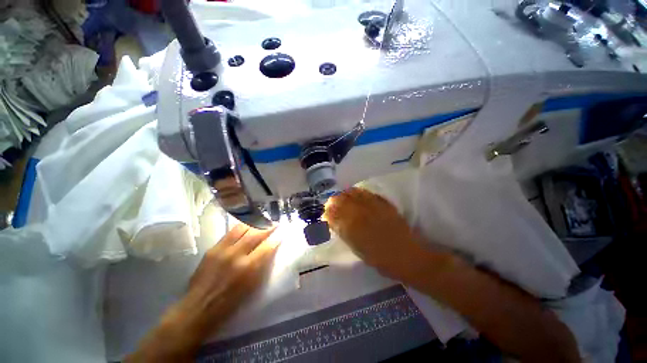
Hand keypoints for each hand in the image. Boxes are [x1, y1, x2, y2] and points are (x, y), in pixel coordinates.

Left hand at [128, 224, 279, 361]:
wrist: (198, 308)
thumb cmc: (229, 303)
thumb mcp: (252, 286)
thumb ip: (262, 265)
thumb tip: (270, 249)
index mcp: (248, 268)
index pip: (268, 246)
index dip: (277, 237)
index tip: (283, 230)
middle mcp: (236, 255)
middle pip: (256, 233)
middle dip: (268, 226)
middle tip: (275, 223)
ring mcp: (223, 250)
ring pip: (243, 228)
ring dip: (254, 224)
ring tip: (261, 222)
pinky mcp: (213, 248)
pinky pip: (230, 232)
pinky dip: (241, 228)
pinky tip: (246, 227)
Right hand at [324, 188, 430, 281]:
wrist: (406, 256)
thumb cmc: (379, 258)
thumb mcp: (357, 249)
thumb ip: (344, 233)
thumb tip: (334, 222)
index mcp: (352, 227)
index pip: (334, 214)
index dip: (328, 212)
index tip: (325, 213)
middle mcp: (360, 213)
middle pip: (342, 201)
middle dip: (334, 201)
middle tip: (331, 203)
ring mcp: (372, 206)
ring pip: (353, 194)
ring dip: (344, 194)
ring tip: (341, 195)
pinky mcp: (383, 204)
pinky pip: (367, 193)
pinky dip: (358, 191)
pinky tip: (354, 192)